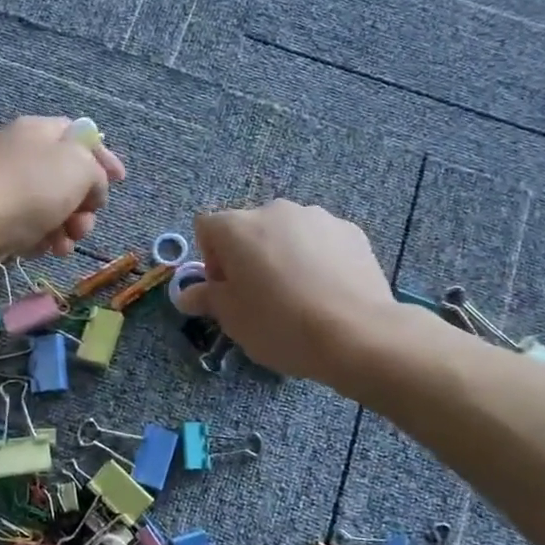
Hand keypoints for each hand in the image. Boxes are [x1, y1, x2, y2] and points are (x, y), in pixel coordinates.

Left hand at [0, 117, 126, 258]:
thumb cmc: (33, 187)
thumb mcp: (80, 168)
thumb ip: (97, 173)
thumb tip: (91, 189)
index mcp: (39, 129)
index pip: (80, 135)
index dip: (104, 157)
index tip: (120, 181)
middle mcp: (20, 151)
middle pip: (67, 176)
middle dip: (85, 204)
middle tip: (86, 222)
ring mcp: (5, 184)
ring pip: (51, 205)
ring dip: (67, 227)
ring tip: (65, 244)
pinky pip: (29, 224)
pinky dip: (42, 237)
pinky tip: (44, 249)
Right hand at [175, 200, 417, 382]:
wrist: (357, 334)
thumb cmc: (280, 324)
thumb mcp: (232, 319)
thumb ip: (206, 299)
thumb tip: (186, 295)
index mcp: (237, 227)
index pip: (206, 228)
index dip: (210, 259)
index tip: (226, 291)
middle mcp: (274, 210)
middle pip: (248, 228)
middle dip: (248, 257)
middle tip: (260, 297)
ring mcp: (316, 217)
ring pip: (286, 233)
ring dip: (283, 255)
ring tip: (299, 296)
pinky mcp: (351, 231)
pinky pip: (320, 240)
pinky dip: (316, 258)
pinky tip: (327, 291)